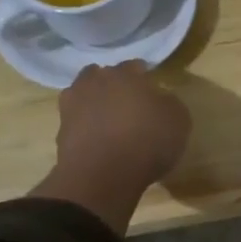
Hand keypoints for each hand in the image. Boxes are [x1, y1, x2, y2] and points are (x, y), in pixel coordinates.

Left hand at [31, 62, 191, 232]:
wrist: (103, 176)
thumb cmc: (148, 141)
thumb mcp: (179, 119)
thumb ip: (169, 102)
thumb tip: (160, 98)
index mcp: (125, 74)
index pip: (134, 65)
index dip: (144, 76)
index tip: (153, 89)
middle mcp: (95, 82)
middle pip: (103, 76)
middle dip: (115, 85)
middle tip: (130, 102)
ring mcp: (72, 105)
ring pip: (85, 95)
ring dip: (95, 102)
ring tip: (110, 120)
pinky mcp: (61, 130)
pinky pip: (77, 121)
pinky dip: (86, 126)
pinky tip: (99, 139)